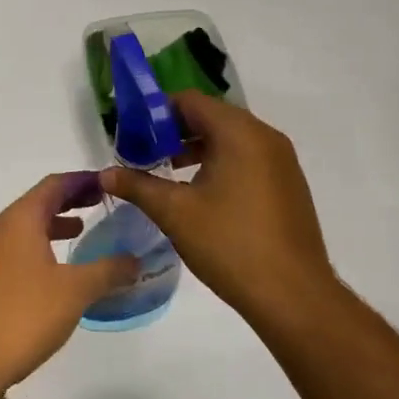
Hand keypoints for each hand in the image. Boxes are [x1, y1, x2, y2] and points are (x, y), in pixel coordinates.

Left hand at [0, 173, 139, 393]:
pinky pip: (18, 249)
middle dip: (70, 200)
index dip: (82, 180)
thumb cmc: (23, 314)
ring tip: (83, 231)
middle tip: (102, 202)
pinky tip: (58, 271)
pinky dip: (42, 247)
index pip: (53, 185)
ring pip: (27, 227)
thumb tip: (135, 260)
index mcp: (20, 219)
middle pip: (38, 202)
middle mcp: (1, 229)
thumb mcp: (74, 291)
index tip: (108, 182)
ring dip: (54, 224)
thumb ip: (107, 271)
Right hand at [101, 92, 337, 326]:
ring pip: (230, 138)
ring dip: (196, 148)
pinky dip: (220, 163)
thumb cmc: (230, 244)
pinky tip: (200, 193)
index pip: (189, 101)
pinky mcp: (288, 184)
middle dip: (173, 131)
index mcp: (239, 133)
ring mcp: (281, 161)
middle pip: (210, 116)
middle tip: (144, 154)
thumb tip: (104, 174)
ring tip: (167, 173)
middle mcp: (265, 137)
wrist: (294, 297)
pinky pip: (247, 158)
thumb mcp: (175, 212)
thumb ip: (137, 185)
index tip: (131, 135)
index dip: (156, 113)